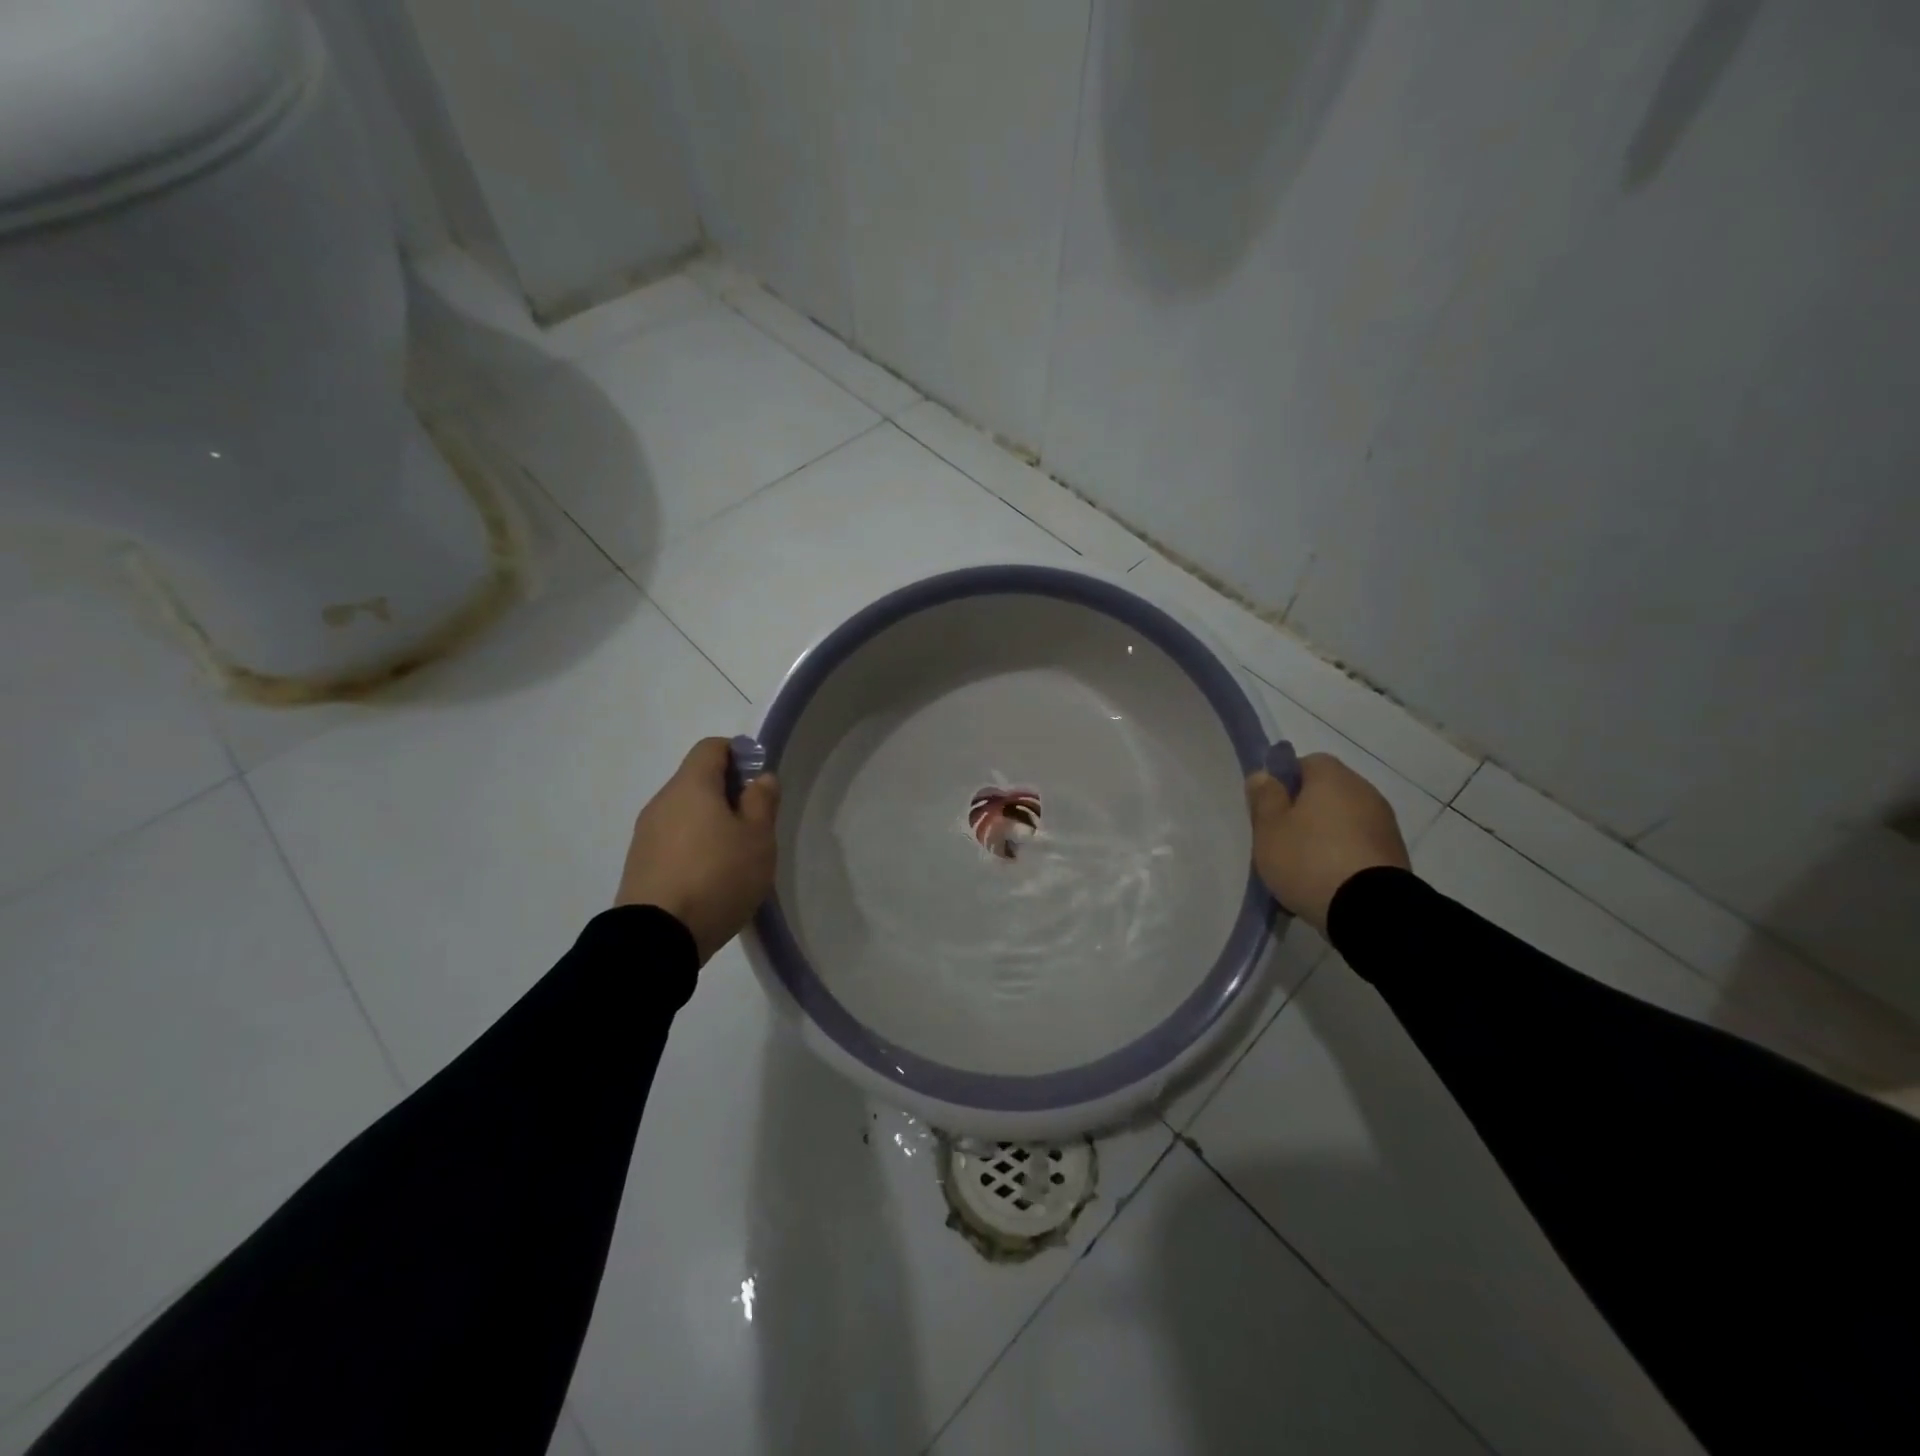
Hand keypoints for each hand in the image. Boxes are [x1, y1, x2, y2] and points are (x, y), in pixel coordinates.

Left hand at [616, 738, 780, 964]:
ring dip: (711, 823)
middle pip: (697, 780)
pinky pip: (673, 841)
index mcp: (691, 786)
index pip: (711, 747)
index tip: (758, 784)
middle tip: (754, 825)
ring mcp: (645, 834)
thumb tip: (760, 778)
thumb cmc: (717, 876)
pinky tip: (711, 878)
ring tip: (735, 858)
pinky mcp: (639, 864)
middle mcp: (662, 802)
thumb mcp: (757, 838)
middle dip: (728, 794)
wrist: (657, 938)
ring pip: (685, 813)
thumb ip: (762, 801)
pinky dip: (694, 847)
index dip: (739, 755)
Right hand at [1246, 752, 1409, 936]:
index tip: (1271, 810)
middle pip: (1327, 792)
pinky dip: (1344, 856)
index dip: (1285, 782)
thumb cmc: (1308, 859)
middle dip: (1305, 811)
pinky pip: (1360, 846)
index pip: (1307, 763)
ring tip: (1304, 867)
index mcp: (1332, 777)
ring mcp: (1385, 824)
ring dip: (1326, 835)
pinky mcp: (1395, 854)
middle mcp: (1364, 791)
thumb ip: (1264, 798)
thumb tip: (1263, 775)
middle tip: (1282, 839)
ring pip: (1344, 820)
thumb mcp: (1269, 828)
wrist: (1369, 909)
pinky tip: (1329, 881)